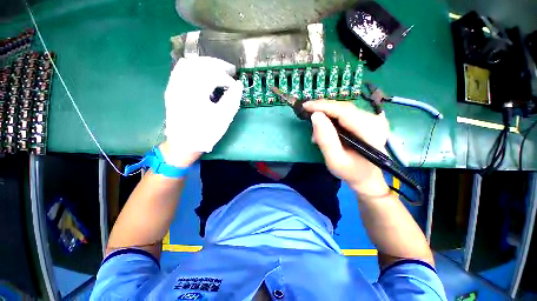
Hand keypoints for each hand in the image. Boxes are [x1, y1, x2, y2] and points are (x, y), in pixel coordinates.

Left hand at [163, 56, 242, 165]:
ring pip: (189, 64)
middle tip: (229, 70)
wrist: (184, 144)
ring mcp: (174, 86)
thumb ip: (232, 100)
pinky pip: (180, 70)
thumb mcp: (223, 118)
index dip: (227, 79)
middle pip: (200, 64)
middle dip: (217, 65)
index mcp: (195, 92)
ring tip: (217, 69)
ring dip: (205, 64)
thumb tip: (239, 85)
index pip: (213, 75)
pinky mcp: (172, 90)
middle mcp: (182, 84)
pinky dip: (193, 67)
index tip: (235, 86)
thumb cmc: (205, 133)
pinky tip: (201, 72)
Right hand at [302, 100, 389, 196]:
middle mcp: (375, 120)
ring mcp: (373, 119)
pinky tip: (325, 128)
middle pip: (343, 108)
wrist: (367, 177)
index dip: (323, 106)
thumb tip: (315, 116)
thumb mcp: (334, 160)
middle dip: (323, 109)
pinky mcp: (368, 120)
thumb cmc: (350, 171)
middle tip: (307, 115)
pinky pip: (346, 113)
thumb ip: (325, 139)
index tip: (305, 106)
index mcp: (370, 131)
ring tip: (316, 130)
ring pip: (343, 109)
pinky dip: (332, 117)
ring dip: (326, 115)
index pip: (343, 111)